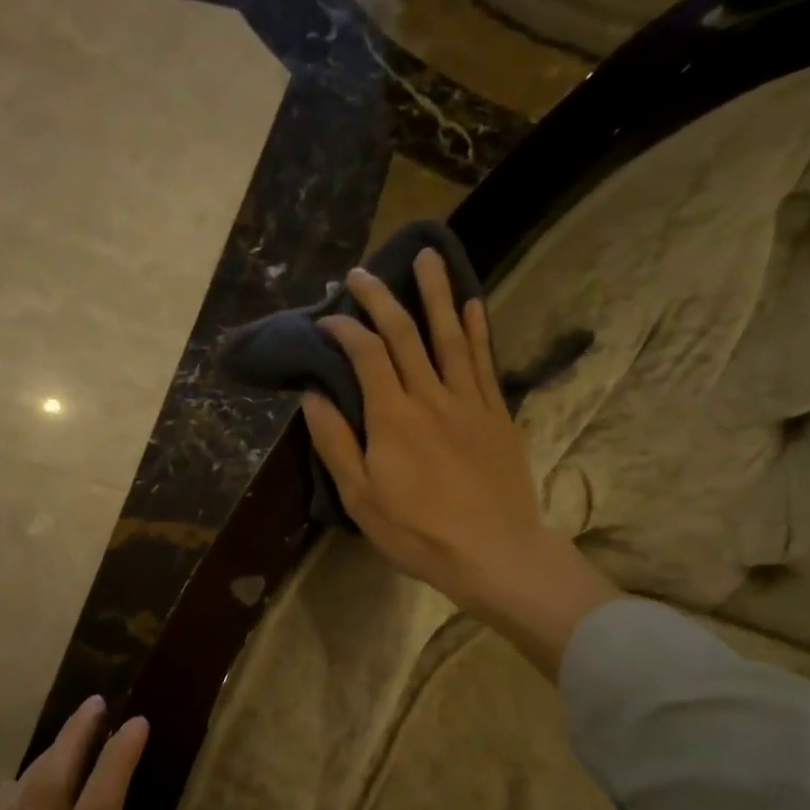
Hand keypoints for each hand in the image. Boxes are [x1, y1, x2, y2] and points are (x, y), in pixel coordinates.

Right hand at [303, 248, 616, 676]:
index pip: (365, 354)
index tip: (327, 319)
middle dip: (382, 298)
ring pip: (450, 336)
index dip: (344, 328)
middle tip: (363, 273)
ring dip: (436, 294)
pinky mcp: (497, 414)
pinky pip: (485, 362)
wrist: (494, 552)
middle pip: (405, 333)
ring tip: (428, 257)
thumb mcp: (361, 497)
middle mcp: (430, 396)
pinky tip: (472, 306)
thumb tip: (313, 394)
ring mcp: (469, 401)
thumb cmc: (418, 532)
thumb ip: (335, 442)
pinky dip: (477, 331)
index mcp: (392, 416)